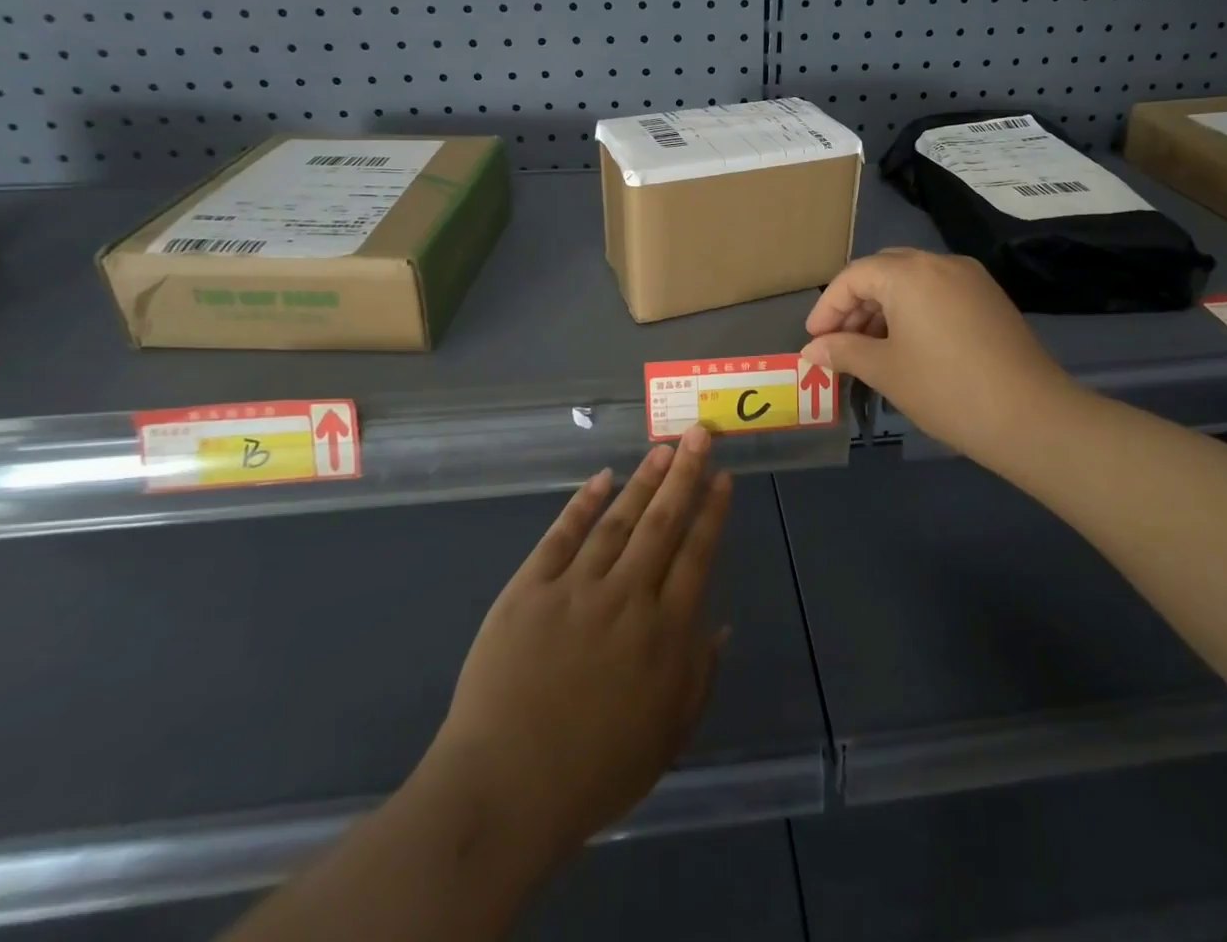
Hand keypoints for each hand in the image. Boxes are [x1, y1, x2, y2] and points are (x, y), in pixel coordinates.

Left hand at [420, 425, 733, 873]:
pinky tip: (602, 478)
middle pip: (662, 523)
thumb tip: (721, 626)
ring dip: (643, 480)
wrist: (503, 791)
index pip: (697, 555)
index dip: (712, 513)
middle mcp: (626, 597)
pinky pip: (562, 535)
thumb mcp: (667, 738)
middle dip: (684, 475)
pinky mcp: (530, 589)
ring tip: (662, 448)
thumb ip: (699, 677)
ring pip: (618, 520)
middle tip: (699, 434)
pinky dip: (583, 503)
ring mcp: (575, 588)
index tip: (724, 478)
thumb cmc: (594, 774)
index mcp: (663, 633)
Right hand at [800, 247, 1074, 463]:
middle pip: (883, 271)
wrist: (1031, 416)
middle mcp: (939, 262)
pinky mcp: (989, 298)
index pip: (854, 277)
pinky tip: (908, 345)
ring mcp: (970, 278)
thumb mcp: (885, 370)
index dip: (828, 307)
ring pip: (912, 281)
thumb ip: (843, 352)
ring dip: (884, 308)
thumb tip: (810, 351)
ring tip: (870, 349)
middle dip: (855, 304)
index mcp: (909, 273)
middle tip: (840, 342)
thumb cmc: (945, 389)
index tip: (815, 340)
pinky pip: (938, 291)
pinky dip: (914, 310)